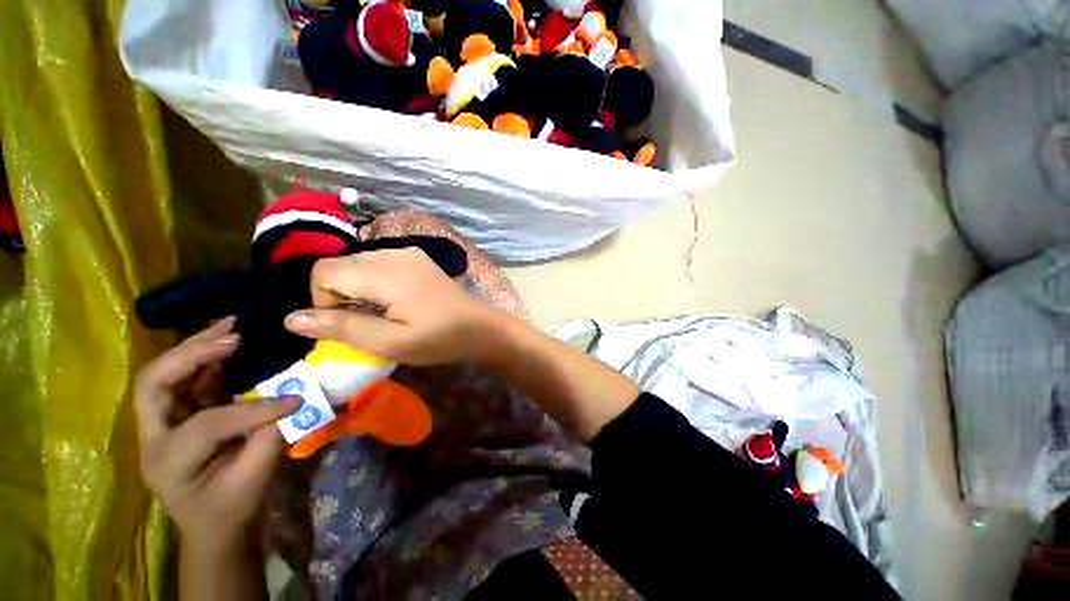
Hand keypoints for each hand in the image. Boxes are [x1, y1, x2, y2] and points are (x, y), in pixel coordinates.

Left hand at [134, 318, 300, 549]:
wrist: (213, 527)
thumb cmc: (230, 510)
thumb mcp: (252, 481)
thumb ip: (268, 439)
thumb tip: (292, 400)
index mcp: (168, 463)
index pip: (207, 425)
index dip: (253, 410)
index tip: (295, 399)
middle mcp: (153, 439)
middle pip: (153, 384)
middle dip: (191, 355)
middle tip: (234, 336)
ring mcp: (161, 425)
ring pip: (165, 375)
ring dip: (196, 348)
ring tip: (230, 325)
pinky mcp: (178, 417)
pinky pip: (186, 380)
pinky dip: (205, 358)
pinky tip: (227, 344)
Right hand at [284, 247, 499, 364]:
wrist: (479, 328)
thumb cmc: (439, 339)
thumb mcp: (391, 342)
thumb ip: (342, 328)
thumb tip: (291, 318)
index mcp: (386, 272)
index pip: (324, 271)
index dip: (323, 301)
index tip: (348, 325)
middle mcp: (394, 253)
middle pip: (340, 265)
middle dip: (339, 295)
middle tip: (366, 322)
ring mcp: (408, 253)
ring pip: (358, 263)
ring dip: (357, 288)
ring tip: (382, 313)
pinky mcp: (417, 258)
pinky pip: (379, 263)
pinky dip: (374, 281)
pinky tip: (396, 301)